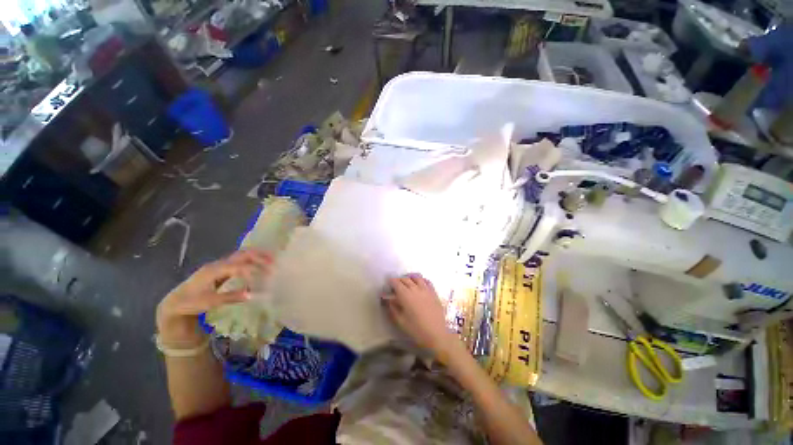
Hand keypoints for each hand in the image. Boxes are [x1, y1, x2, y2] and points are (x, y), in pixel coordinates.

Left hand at [156, 250, 271, 346]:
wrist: (175, 303)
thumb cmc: (191, 303)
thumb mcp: (209, 302)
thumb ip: (230, 297)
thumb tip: (251, 294)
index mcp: (214, 270)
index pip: (238, 266)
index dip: (253, 270)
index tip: (267, 276)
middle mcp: (219, 264)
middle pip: (242, 254)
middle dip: (259, 256)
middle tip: (274, 261)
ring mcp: (220, 265)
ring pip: (242, 255)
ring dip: (257, 256)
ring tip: (272, 259)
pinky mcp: (222, 269)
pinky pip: (240, 260)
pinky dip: (252, 260)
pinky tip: (259, 264)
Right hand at [384, 274, 460, 361]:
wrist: (437, 334)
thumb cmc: (416, 329)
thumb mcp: (400, 321)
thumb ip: (392, 308)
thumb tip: (387, 299)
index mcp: (405, 295)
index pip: (396, 282)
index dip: (391, 281)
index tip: (388, 284)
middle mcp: (415, 288)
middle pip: (405, 279)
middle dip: (399, 280)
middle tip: (396, 285)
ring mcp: (426, 289)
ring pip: (416, 278)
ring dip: (410, 278)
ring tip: (407, 282)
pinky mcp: (434, 292)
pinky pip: (427, 281)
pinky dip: (421, 280)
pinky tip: (420, 284)